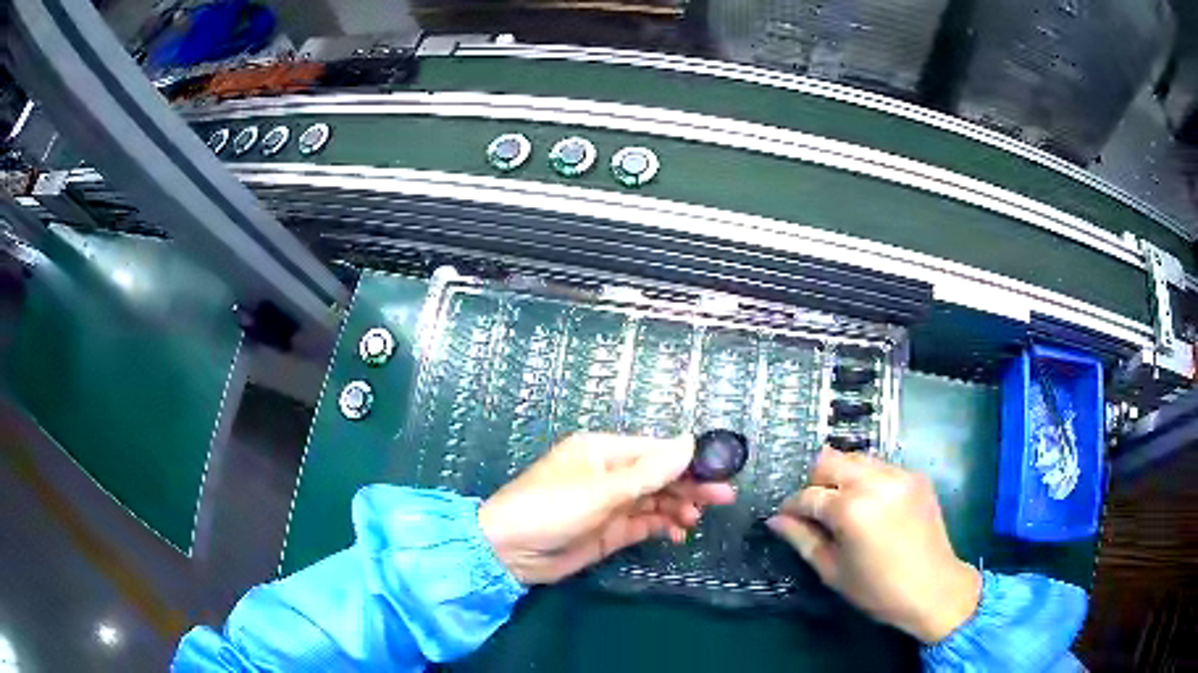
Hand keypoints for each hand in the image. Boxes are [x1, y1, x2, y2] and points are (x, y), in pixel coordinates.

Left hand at [479, 433, 736, 584]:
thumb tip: (690, 441)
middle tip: (723, 498)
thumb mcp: (601, 490)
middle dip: (690, 485)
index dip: (688, 460)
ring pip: (656, 501)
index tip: (720, 470)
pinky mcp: (609, 530)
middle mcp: (609, 473)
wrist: (508, 553)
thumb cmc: (549, 509)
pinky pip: (645, 523)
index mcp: (603, 451)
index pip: (655, 450)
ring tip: (696, 520)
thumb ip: (649, 472)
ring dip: (678, 508)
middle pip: (660, 476)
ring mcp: (610, 503)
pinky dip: (663, 526)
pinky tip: (679, 533)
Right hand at [767, 448, 981, 643]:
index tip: (786, 518)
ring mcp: (899, 474)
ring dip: (842, 477)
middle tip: (816, 511)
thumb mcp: (833, 571)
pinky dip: (867, 480)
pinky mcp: (916, 476)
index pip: (808, 495)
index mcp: (851, 510)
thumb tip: (776, 520)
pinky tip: (872, 506)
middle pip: (830, 460)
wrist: (933, 588)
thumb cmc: (878, 589)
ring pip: (856, 458)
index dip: (792, 506)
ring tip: (844, 507)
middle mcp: (874, 482)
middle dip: (816, 483)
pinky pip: (881, 467)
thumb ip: (802, 540)